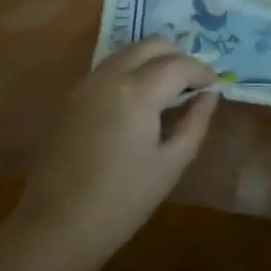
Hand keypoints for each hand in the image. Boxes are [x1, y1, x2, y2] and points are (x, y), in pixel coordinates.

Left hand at [12, 39, 219, 270]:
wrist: (56, 225)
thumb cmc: (121, 201)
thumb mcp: (169, 165)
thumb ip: (194, 123)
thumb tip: (209, 95)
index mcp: (137, 91)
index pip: (179, 64)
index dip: (201, 71)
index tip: (214, 85)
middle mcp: (110, 75)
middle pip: (151, 45)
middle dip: (176, 57)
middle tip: (191, 84)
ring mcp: (86, 82)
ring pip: (127, 52)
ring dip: (151, 61)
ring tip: (166, 91)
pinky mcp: (71, 96)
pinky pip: (107, 68)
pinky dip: (129, 72)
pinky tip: (136, 101)